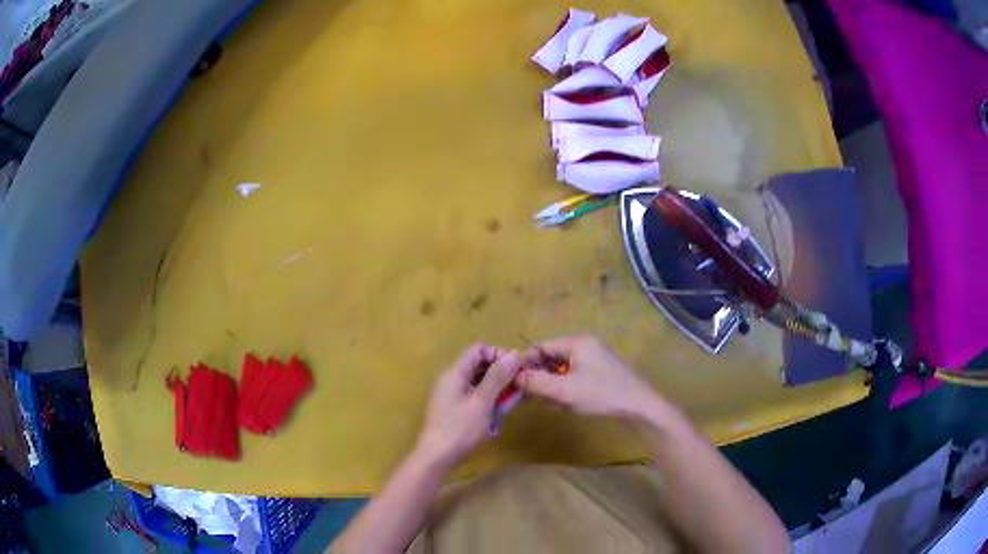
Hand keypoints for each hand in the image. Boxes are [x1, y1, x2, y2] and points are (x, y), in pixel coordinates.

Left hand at [416, 344, 522, 468]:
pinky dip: (487, 404)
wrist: (435, 457)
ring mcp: (450, 395)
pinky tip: (494, 422)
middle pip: (479, 366)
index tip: (516, 369)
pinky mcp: (452, 410)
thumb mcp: (482, 402)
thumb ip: (497, 377)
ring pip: (478, 384)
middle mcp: (451, 379)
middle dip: (500, 376)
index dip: (499, 355)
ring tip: (506, 408)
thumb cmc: (459, 429)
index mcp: (455, 372)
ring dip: (495, 393)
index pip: (479, 349)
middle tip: (516, 391)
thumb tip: (514, 354)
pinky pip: (473, 398)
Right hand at [517, 335, 658, 419]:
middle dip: (537, 376)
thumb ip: (537, 382)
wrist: (640, 407)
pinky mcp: (601, 374)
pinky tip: (560, 403)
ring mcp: (595, 360)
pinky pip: (574, 377)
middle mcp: (586, 346)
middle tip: (523, 395)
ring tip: (540, 401)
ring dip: (550, 384)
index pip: (541, 347)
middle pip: (551, 358)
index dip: (524, 363)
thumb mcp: (565, 390)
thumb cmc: (602, 394)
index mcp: (577, 342)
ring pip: (562, 370)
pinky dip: (564, 388)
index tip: (510, 380)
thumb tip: (513, 376)